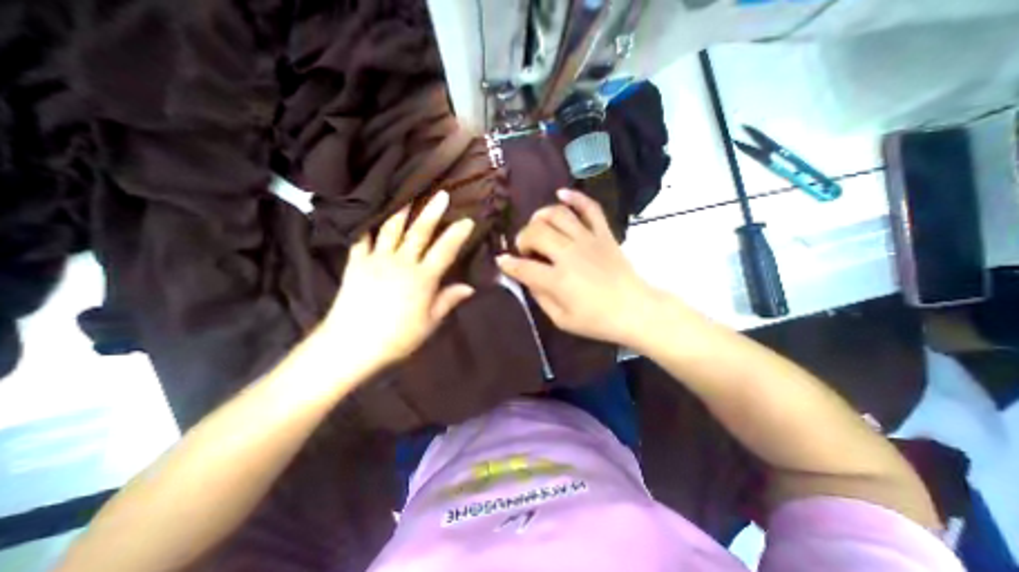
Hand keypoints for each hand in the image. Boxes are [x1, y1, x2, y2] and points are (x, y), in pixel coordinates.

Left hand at [321, 191, 476, 369]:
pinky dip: (368, 225)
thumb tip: (470, 287)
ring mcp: (377, 260)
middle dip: (432, 212)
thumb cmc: (397, 337)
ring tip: (409, 195)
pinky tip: (371, 213)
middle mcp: (402, 263)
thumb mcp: (429, 323)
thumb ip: (448, 300)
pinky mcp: (357, 263)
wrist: (352, 344)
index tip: (467, 220)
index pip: (445, 250)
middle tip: (442, 194)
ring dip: (403, 211)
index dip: (457, 234)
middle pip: (419, 232)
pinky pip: (362, 238)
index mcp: (423, 279)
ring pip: (392, 229)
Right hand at [495, 187, 669, 347]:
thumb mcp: (561, 319)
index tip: (502, 261)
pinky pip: (590, 208)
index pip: (523, 267)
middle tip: (525, 249)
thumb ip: (540, 297)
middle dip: (523, 238)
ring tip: (538, 225)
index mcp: (558, 280)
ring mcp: (588, 240)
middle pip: (536, 233)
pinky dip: (575, 198)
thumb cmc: (597, 321)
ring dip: (541, 217)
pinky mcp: (604, 234)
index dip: (508, 264)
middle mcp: (569, 254)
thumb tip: (527, 278)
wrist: (635, 310)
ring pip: (558, 215)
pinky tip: (561, 194)